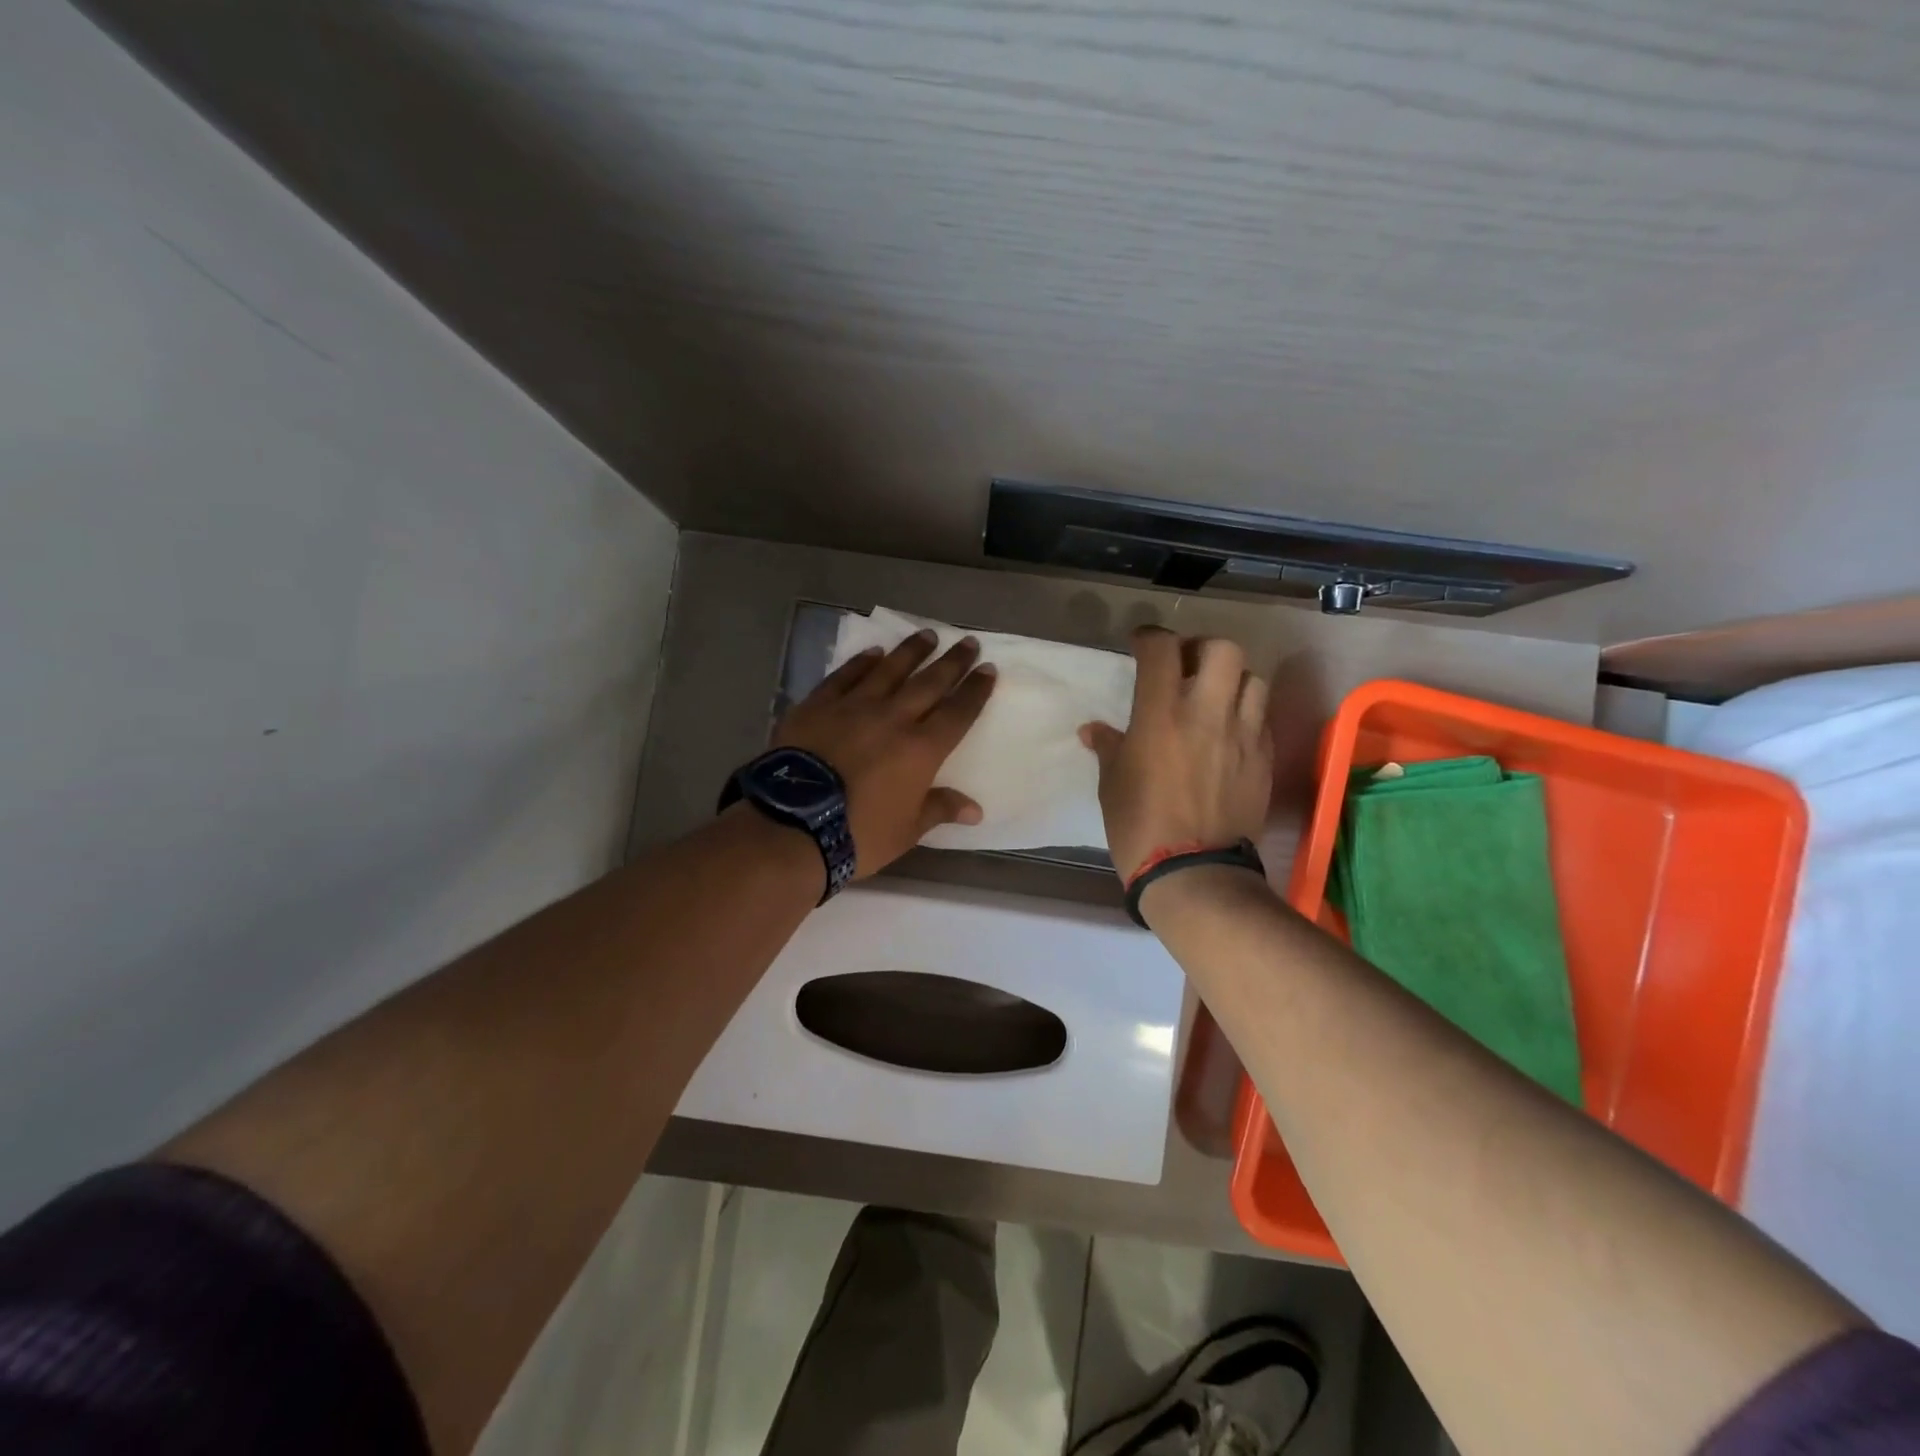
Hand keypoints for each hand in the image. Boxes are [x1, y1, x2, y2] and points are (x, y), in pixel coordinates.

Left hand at [775, 629, 996, 877]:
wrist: (794, 825)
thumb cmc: (859, 833)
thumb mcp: (907, 830)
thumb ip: (940, 809)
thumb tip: (975, 810)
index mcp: (922, 749)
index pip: (958, 712)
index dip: (975, 690)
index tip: (988, 669)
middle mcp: (893, 718)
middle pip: (930, 683)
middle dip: (952, 662)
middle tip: (969, 641)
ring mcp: (854, 706)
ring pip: (890, 670)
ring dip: (911, 651)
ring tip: (928, 634)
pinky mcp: (818, 705)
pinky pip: (845, 676)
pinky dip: (861, 662)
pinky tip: (873, 652)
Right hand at [1080, 627, 1273, 881]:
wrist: (1193, 872)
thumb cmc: (1139, 826)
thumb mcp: (1112, 784)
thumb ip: (1108, 747)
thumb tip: (1093, 730)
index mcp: (1161, 715)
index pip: (1162, 649)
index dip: (1150, 637)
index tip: (1142, 644)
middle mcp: (1207, 714)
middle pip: (1223, 649)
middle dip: (1202, 648)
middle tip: (1186, 666)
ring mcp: (1243, 735)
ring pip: (1253, 679)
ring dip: (1232, 679)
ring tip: (1215, 696)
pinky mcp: (1263, 759)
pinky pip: (1262, 718)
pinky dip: (1246, 713)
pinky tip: (1229, 732)